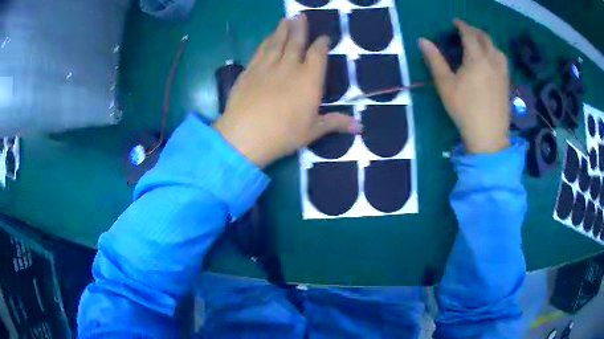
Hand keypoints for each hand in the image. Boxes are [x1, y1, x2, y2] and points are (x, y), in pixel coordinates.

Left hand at [214, 15, 360, 167]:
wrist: (244, 136)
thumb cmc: (283, 135)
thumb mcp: (313, 131)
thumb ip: (336, 123)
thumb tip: (360, 127)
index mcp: (309, 80)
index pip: (318, 55)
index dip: (322, 44)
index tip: (324, 37)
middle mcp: (289, 67)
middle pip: (296, 42)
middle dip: (300, 28)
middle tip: (301, 15)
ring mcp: (267, 67)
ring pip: (277, 43)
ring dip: (282, 29)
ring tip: (286, 19)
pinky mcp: (249, 71)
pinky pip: (260, 51)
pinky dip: (266, 42)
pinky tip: (268, 37)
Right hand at [419, 19, 509, 153]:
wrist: (489, 136)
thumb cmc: (465, 110)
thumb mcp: (445, 85)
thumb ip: (435, 60)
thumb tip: (422, 40)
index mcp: (477, 59)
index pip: (469, 35)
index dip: (462, 25)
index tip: (455, 22)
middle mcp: (492, 61)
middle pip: (486, 39)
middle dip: (475, 31)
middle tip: (466, 30)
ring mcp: (502, 73)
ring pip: (497, 49)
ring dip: (488, 41)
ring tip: (480, 43)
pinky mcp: (507, 83)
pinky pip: (503, 60)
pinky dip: (495, 53)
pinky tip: (492, 59)